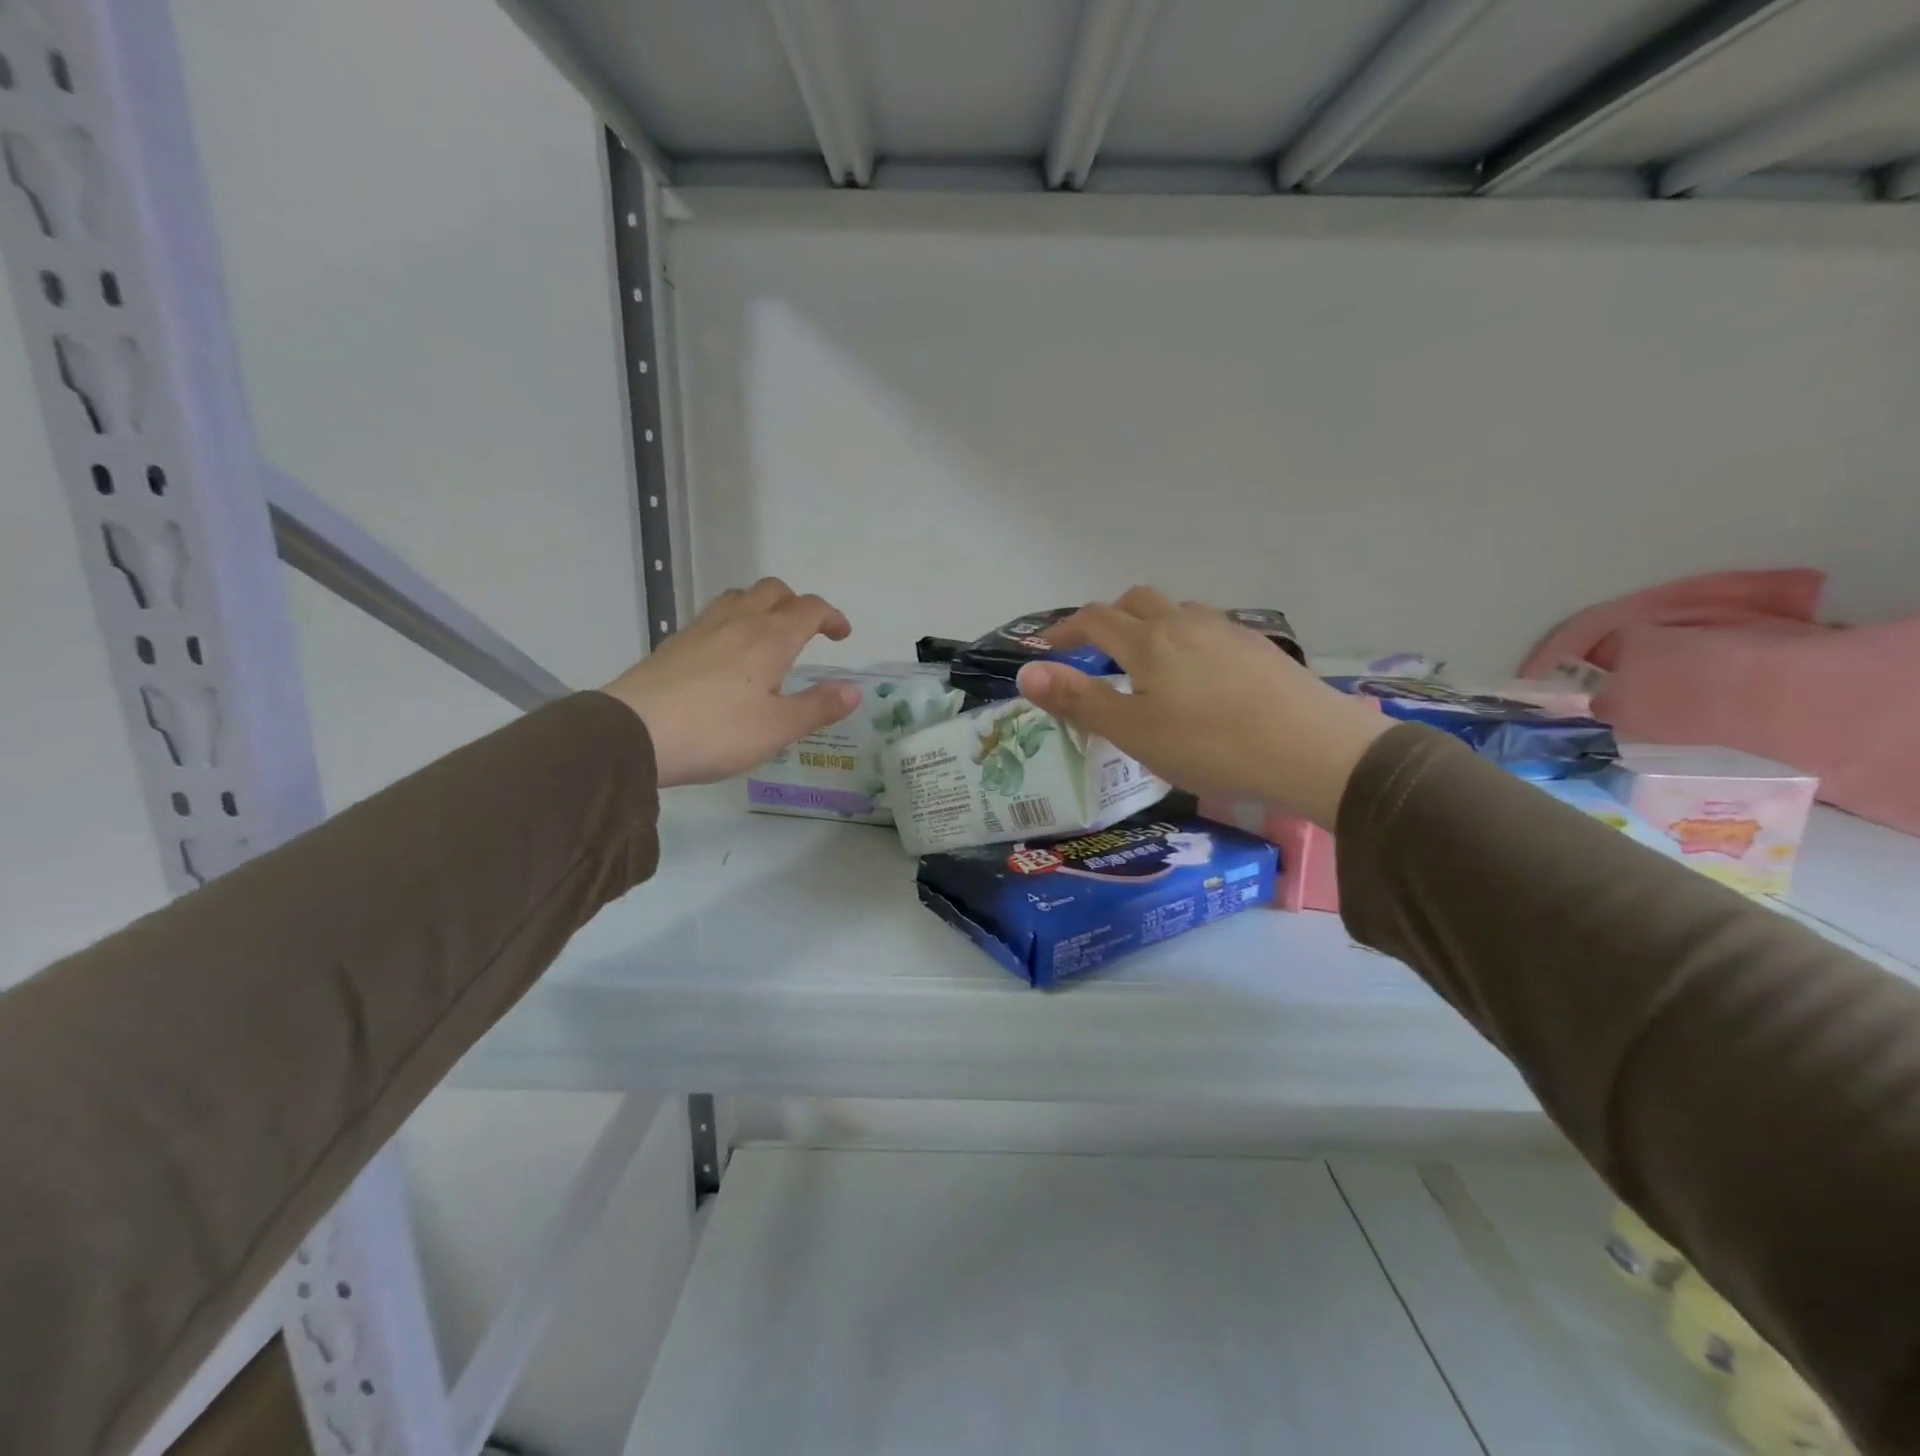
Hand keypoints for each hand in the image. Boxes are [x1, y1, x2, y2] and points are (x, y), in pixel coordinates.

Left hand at [601, 578, 860, 787]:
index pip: (809, 609)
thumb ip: (818, 707)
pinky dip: (733, 622)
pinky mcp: (674, 644)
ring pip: (739, 598)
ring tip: (768, 636)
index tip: (841, 635)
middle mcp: (737, 622)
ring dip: (762, 606)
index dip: (831, 616)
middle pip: (772, 590)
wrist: (632, 733)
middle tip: (807, 630)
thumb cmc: (716, 732)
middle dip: (796, 603)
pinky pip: (713, 617)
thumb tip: (854, 690)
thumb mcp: (777, 728)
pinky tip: (727, 654)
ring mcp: (701, 629)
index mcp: (769, 638)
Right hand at [1015, 587, 1390, 827]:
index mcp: (1147, 641)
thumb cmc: (1210, 745)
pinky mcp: (1259, 647)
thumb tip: (1026, 673)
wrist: (1312, 749)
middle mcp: (1184, 623)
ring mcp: (1226, 630)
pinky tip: (1200, 675)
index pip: (1094, 619)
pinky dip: (1186, 639)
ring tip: (1148, 662)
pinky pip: (1209, 628)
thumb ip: (1079, 700)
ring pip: (1177, 611)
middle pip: (1137, 600)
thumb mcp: (1133, 732)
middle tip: (1098, 651)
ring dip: (1150, 624)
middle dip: (1108, 617)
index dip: (1065, 630)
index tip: (1049, 649)